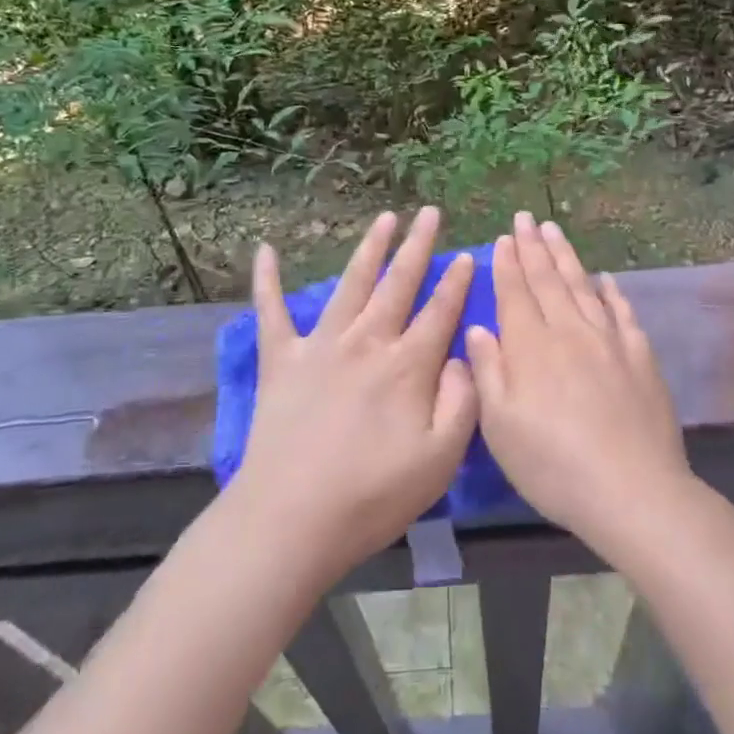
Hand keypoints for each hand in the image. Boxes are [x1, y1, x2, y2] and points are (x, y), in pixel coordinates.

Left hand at [230, 207, 477, 584]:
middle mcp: (366, 342)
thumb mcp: (440, 459)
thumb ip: (462, 402)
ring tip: (385, 218)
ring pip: (351, 283)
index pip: (440, 311)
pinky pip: (272, 311)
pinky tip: (266, 249)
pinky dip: (267, 280)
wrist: (291, 520)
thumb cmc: (373, 496)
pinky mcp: (281, 360)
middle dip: (418, 246)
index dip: (457, 282)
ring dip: (370, 248)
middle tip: (430, 212)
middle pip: (398, 283)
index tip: (468, 254)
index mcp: (407, 366)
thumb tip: (463, 356)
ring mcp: (320, 346)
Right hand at [467, 213, 697, 559]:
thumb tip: (477, 328)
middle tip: (525, 218)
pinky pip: (622, 313)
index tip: (503, 237)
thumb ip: (488, 371)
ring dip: (567, 257)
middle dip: (533, 247)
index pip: (516, 293)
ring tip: (555, 230)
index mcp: (532, 348)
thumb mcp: (501, 427)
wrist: (633, 491)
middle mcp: (570, 332)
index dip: (507, 264)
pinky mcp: (640, 358)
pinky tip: (605, 279)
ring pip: (582, 287)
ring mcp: (609, 342)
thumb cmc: (553, 465)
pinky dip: (611, 292)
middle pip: (548, 280)